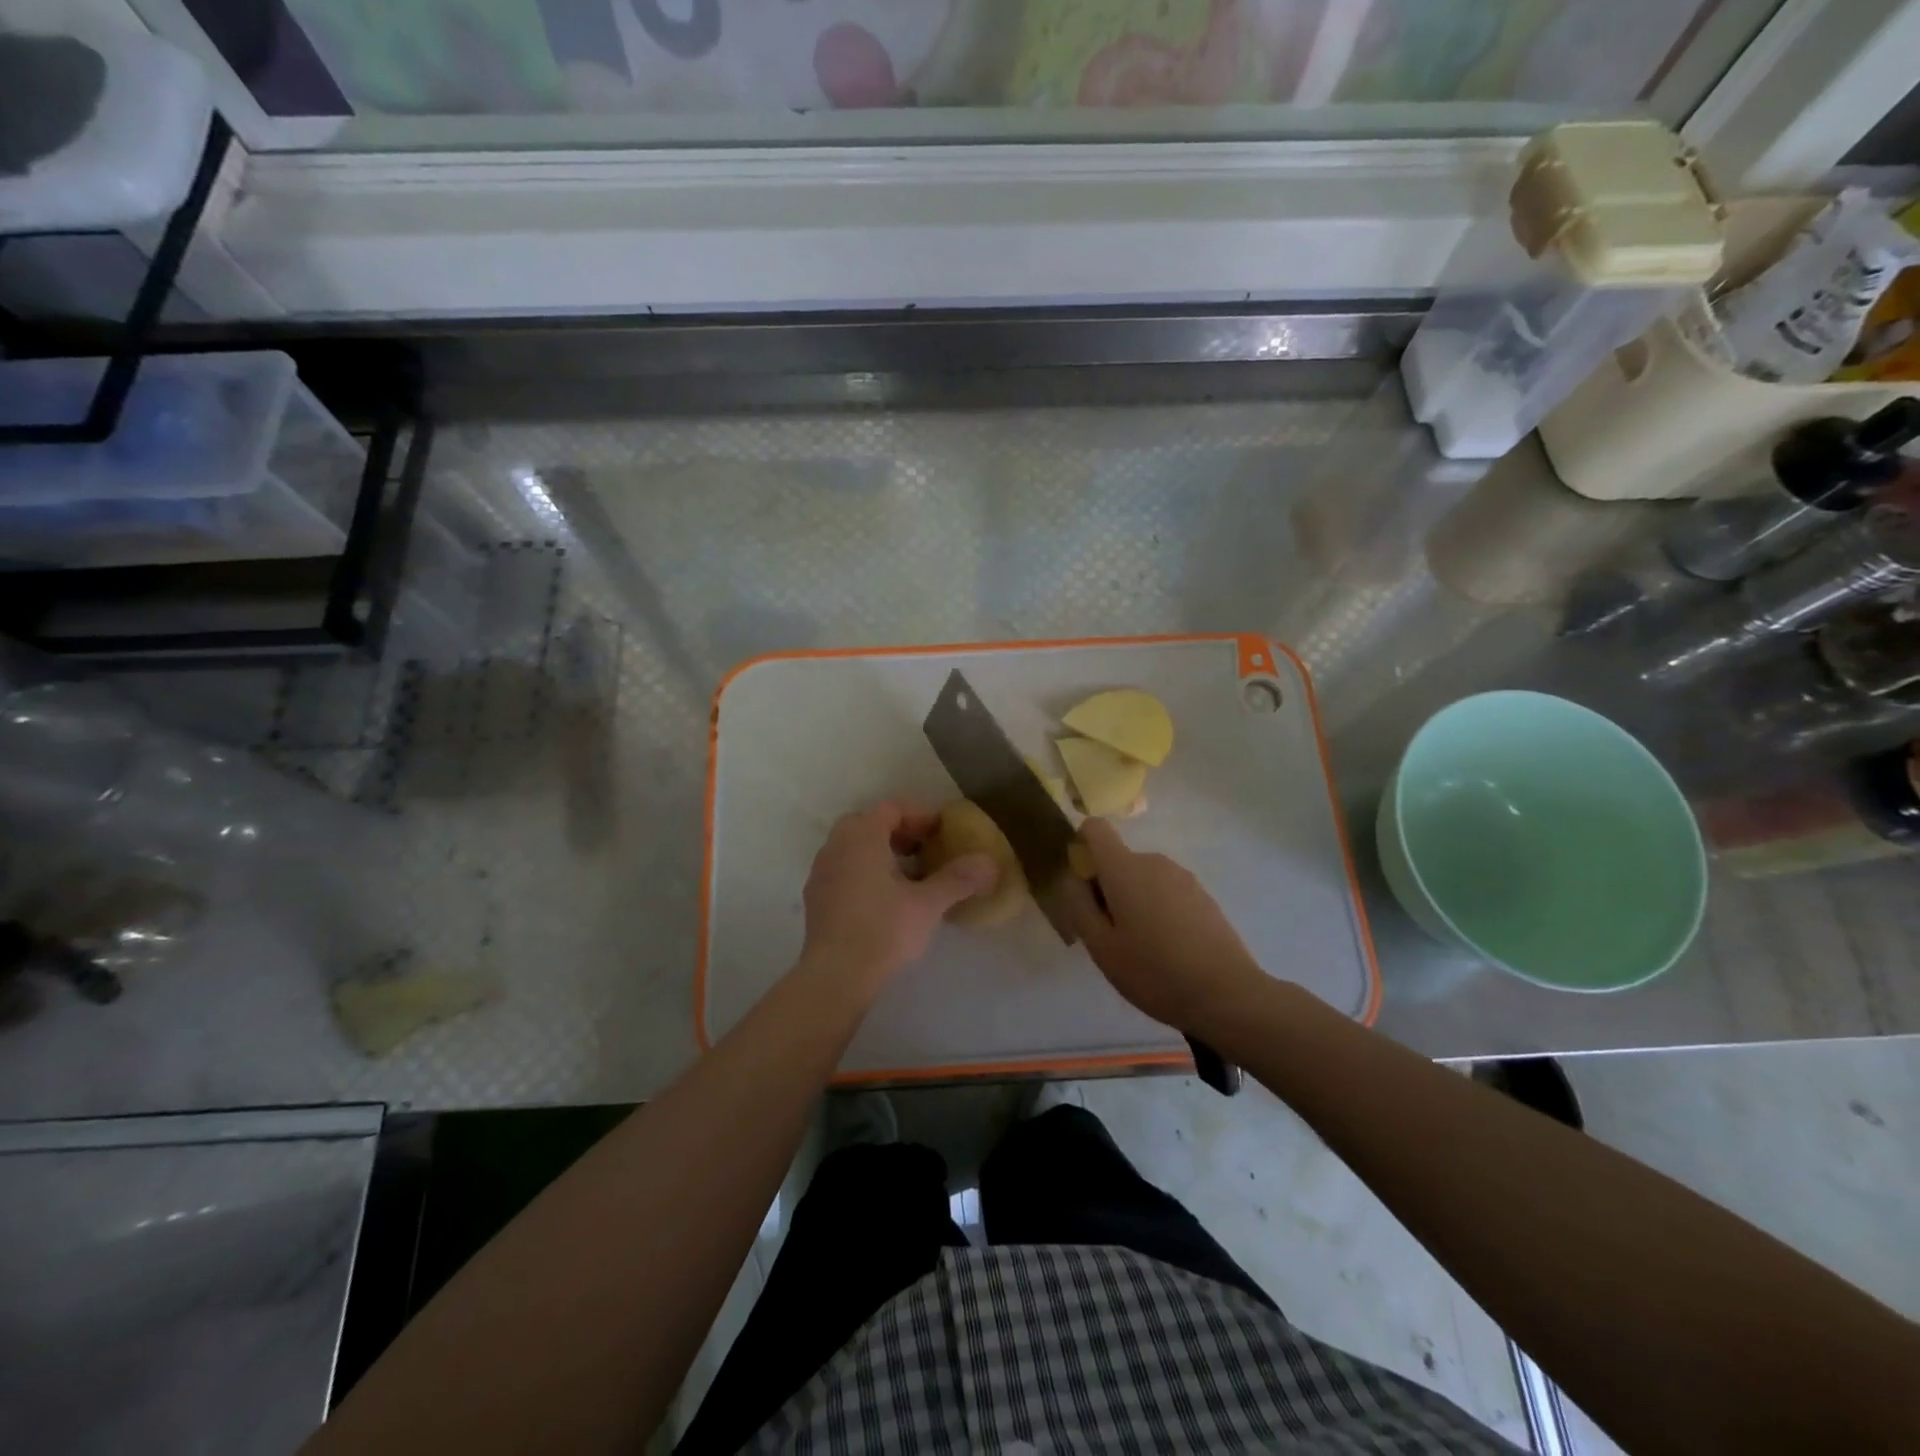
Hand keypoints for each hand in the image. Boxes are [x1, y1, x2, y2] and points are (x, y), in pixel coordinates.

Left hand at [798, 800, 997, 994]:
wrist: (834, 976)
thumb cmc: (882, 929)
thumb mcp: (928, 904)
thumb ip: (959, 879)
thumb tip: (990, 863)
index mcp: (861, 835)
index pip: (893, 808)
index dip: (921, 816)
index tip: (943, 832)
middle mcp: (836, 845)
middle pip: (871, 825)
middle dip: (902, 834)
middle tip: (928, 851)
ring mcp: (821, 872)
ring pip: (856, 849)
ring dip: (884, 854)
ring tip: (912, 878)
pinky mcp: (816, 899)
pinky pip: (845, 871)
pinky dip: (867, 873)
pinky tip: (887, 901)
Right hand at [1063, 818, 1265, 1032]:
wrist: (1227, 994)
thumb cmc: (1153, 971)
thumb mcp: (1101, 947)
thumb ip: (1079, 905)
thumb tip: (1073, 877)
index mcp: (1124, 868)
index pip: (1095, 829)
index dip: (1082, 846)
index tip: (1083, 884)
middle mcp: (1154, 862)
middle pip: (1119, 860)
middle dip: (1107, 888)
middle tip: (1110, 935)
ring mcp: (1183, 877)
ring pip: (1143, 879)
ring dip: (1134, 901)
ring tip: (1141, 948)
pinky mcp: (1203, 896)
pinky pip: (1167, 892)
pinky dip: (1158, 910)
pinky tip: (1169, 950)